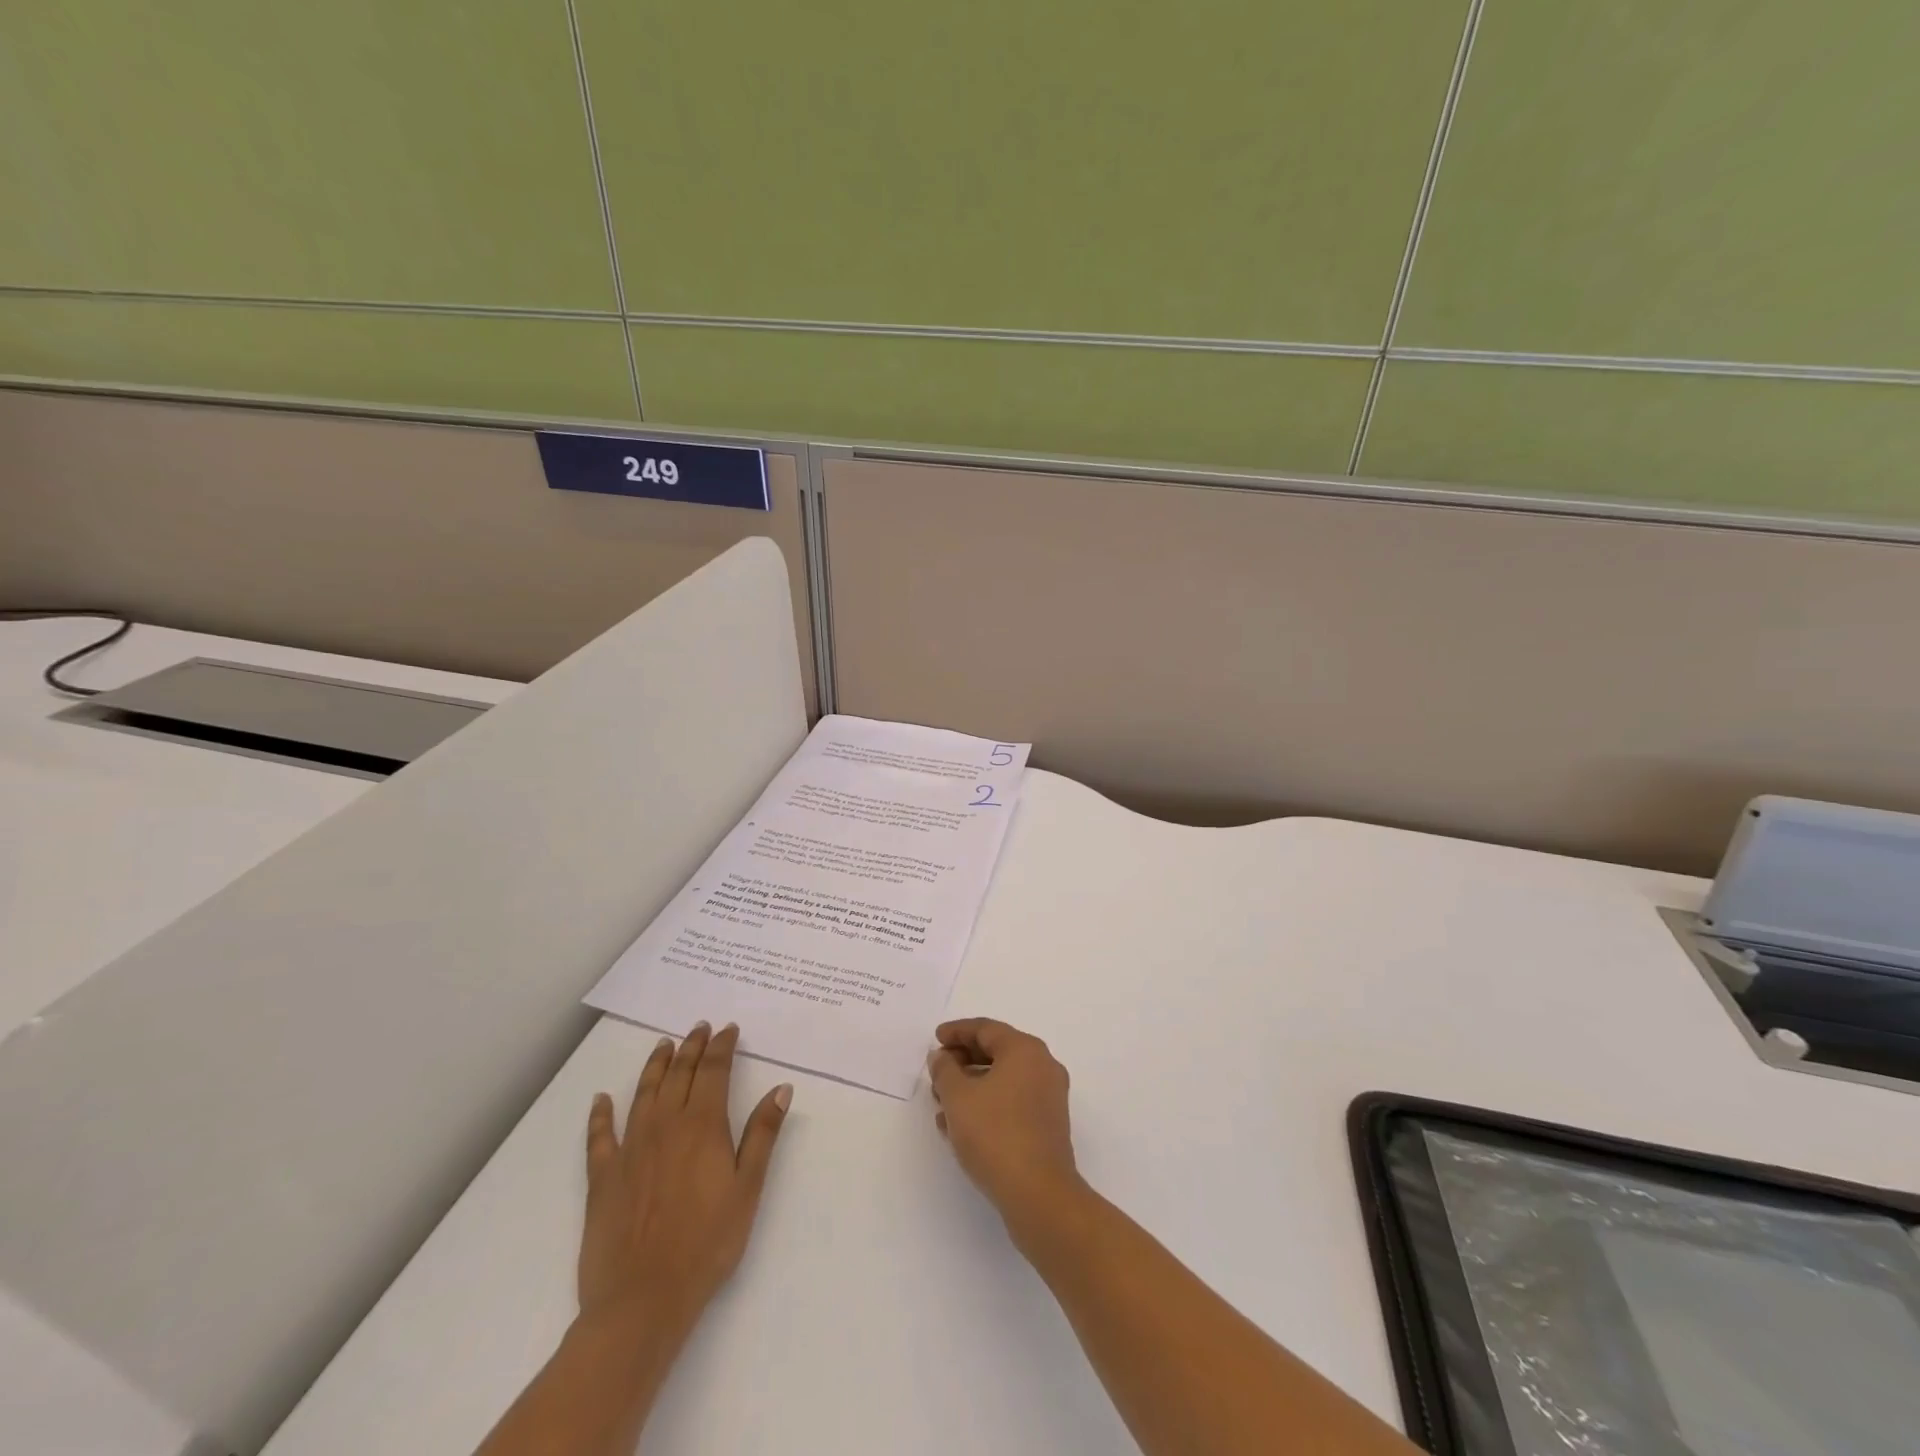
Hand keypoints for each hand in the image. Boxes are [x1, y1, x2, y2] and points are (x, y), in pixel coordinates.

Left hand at [579, 1022, 791, 1341]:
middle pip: (679, 1074)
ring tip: (664, 1045)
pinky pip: (600, 1136)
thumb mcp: (748, 1189)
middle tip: (700, 1027)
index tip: (729, 1029)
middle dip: (692, 1047)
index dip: (722, 1046)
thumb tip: (781, 1088)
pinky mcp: (603, 1177)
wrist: (642, 1299)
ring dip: (655, 1066)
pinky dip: (600, 1114)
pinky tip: (601, 1099)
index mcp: (702, 1126)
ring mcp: (630, 1149)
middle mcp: (665, 1126)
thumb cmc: (707, 1243)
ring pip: (644, 1093)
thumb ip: (763, 1135)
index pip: (713, 1071)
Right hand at [927, 1017, 1079, 1220]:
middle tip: (937, 1071)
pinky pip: (1012, 1102)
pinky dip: (987, 1105)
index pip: (986, 1029)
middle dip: (963, 1060)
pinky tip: (961, 1126)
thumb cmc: (995, 1134)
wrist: (1039, 1195)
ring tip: (942, 1103)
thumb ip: (944, 1070)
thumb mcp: (958, 1097)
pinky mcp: (1048, 1126)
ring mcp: (1049, 1097)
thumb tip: (942, 1057)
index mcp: (1025, 1050)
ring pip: (1003, 1080)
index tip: (936, 1038)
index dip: (957, 1031)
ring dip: (972, 1086)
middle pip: (997, 1052)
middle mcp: (1043, 1066)